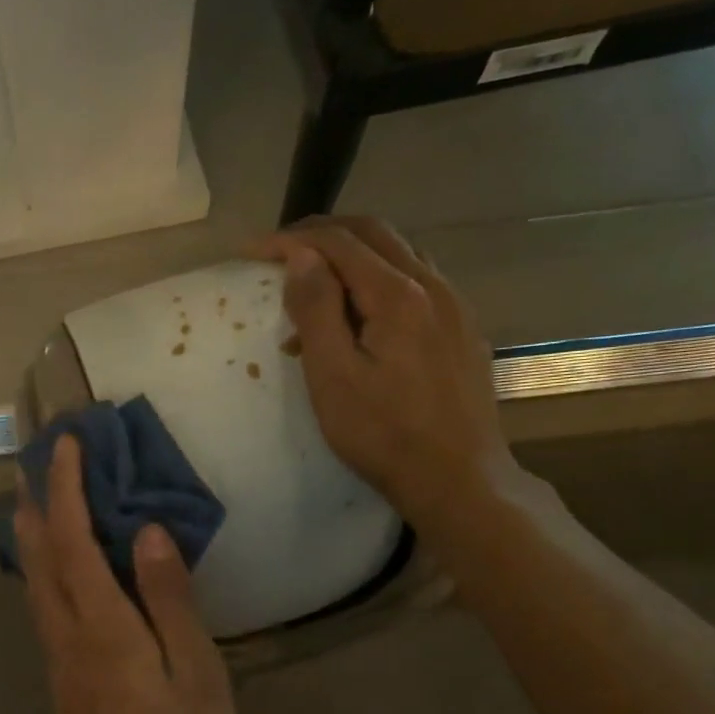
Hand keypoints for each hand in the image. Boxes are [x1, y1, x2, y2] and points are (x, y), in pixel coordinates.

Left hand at [13, 436, 237, 713]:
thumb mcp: (196, 674)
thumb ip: (170, 600)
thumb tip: (150, 532)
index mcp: (102, 627)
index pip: (73, 540)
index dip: (66, 488)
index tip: (66, 444)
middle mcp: (67, 636)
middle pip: (38, 556)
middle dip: (33, 502)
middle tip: (33, 460)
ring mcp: (58, 661)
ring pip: (33, 583)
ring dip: (29, 534)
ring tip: (29, 499)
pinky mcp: (62, 681)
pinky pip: (42, 607)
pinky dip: (40, 569)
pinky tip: (50, 568)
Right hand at [255, 216, 521, 538]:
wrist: (458, 479)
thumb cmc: (384, 434)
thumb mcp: (334, 377)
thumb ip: (317, 310)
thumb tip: (301, 257)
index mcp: (399, 295)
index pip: (339, 243)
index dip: (291, 239)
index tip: (252, 250)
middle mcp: (433, 286)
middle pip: (374, 234)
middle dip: (323, 234)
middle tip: (280, 250)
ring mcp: (455, 307)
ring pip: (400, 255)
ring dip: (353, 255)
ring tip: (316, 282)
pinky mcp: (462, 331)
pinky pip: (417, 284)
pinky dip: (379, 281)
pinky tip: (361, 317)